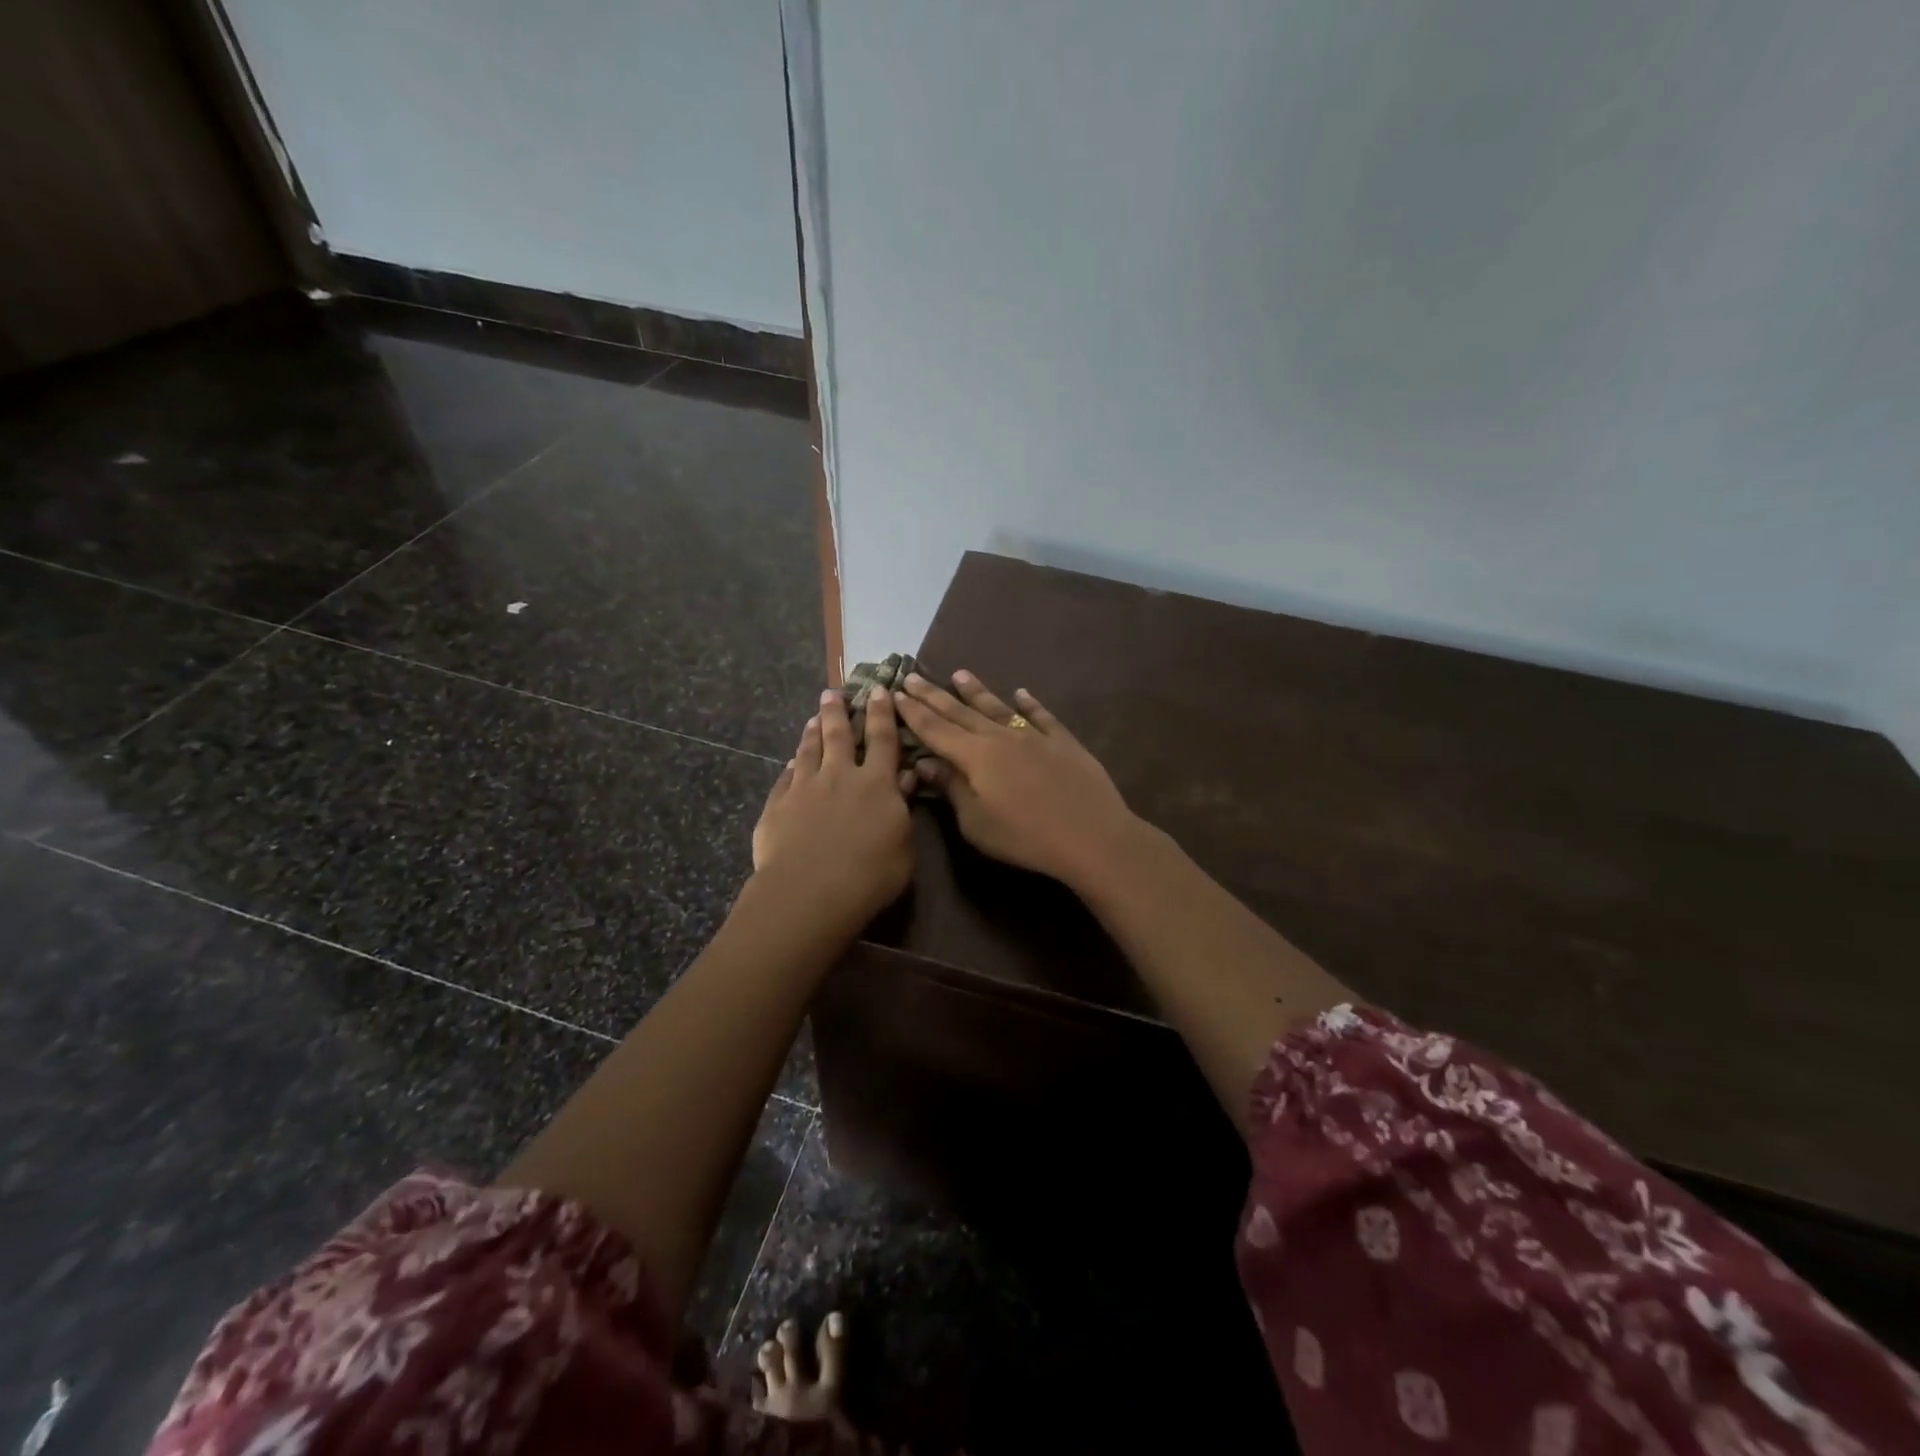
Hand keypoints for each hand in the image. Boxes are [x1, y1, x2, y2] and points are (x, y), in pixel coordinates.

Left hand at [750, 687, 913, 929]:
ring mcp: (804, 788)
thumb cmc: (870, 876)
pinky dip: (791, 766)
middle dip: (837, 712)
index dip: (882, 714)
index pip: (882, 739)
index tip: (878, 691)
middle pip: (838, 736)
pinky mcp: (777, 806)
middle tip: (832, 693)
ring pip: (808, 751)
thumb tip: (908, 778)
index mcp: (876, 783)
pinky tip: (791, 762)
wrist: (809, 893)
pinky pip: (785, 778)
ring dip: (812, 733)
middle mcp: (839, 776)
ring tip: (813, 718)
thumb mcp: (904, 847)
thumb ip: (904, 810)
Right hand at [895, 669, 1140, 887]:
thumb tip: (925, 762)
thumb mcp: (976, 822)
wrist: (1091, 834)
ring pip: (998, 707)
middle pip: (961, 712)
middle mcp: (1000, 737)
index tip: (895, 693)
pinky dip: (1029, 703)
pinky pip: (1041, 716)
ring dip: (976, 691)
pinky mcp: (1063, 742)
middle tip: (912, 675)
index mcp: (975, 756)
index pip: (935, 729)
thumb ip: (951, 788)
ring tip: (959, 674)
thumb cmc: (1025, 836)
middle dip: (934, 695)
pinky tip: (1021, 693)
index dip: (913, 712)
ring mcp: (1034, 736)